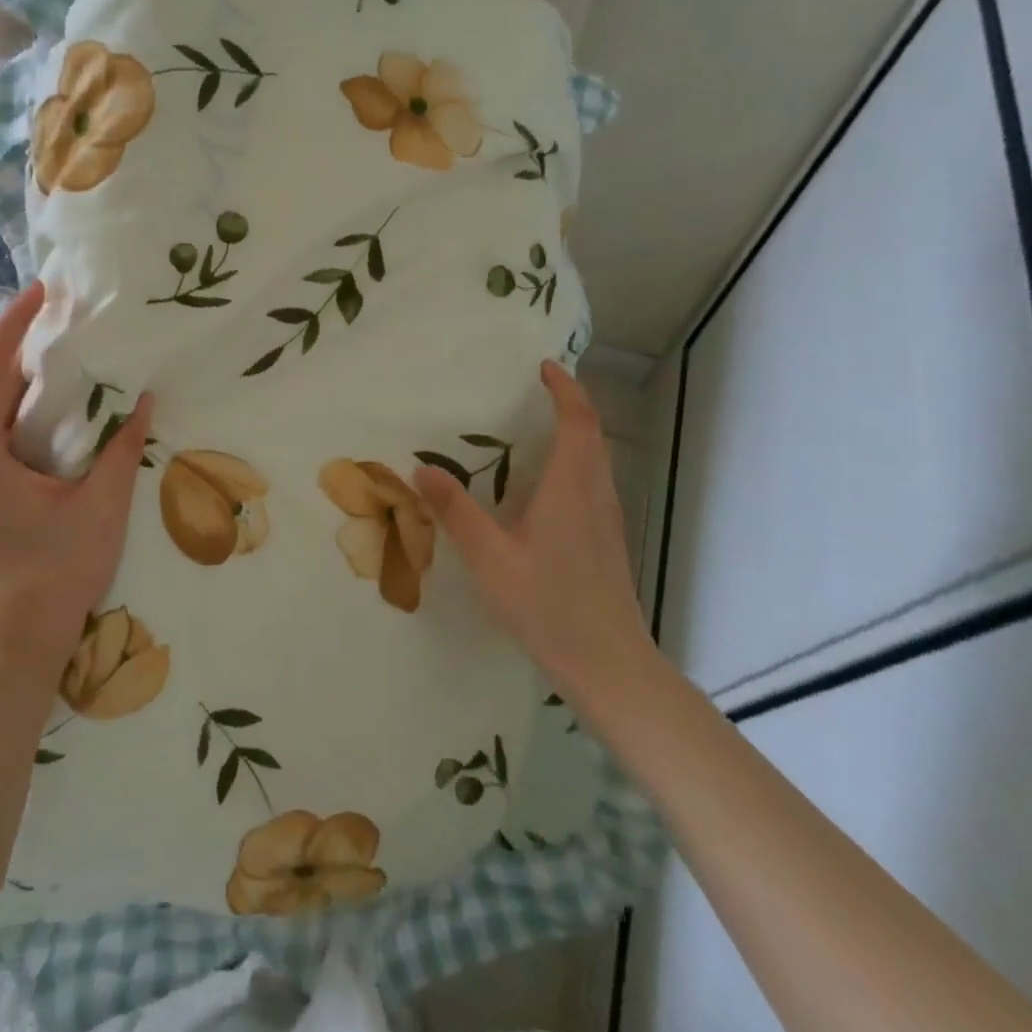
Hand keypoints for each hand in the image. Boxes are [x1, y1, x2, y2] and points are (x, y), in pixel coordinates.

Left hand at [0, 281, 153, 680]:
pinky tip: (62, 411)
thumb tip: (145, 403)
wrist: (17, 647)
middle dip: (20, 347)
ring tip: (69, 354)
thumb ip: (121, 450)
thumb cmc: (55, 576)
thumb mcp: (100, 508)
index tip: (40, 292)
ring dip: (25, 381)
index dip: (11, 326)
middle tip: (64, 317)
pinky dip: (26, 413)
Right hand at [413, 361, 651, 704]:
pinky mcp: (607, 542)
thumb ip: (456, 512)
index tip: (546, 367)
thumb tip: (422, 469)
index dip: (566, 390)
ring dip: (576, 435)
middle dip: (571, 407)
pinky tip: (545, 489)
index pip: (577, 422)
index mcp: (570, 488)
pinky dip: (575, 464)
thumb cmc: (548, 605)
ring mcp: (607, 520)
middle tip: (540, 391)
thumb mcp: (490, 558)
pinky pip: (594, 484)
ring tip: (538, 430)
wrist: (609, 665)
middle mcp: (595, 495)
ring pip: (597, 461)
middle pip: (593, 436)